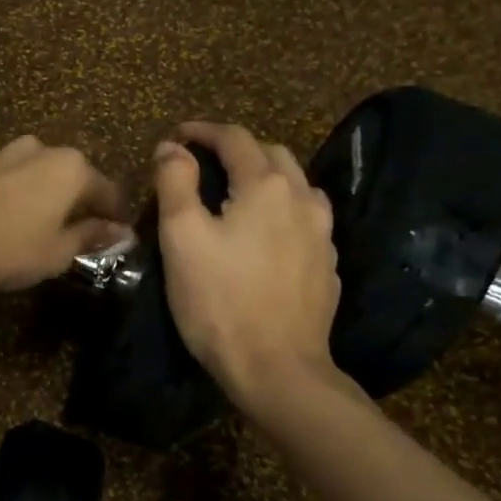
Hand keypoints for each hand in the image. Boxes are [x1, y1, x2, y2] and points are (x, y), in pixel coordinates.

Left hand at [0, 135, 129, 292]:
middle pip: (72, 176)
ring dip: (42, 195)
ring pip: (37, 173)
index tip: (119, 235)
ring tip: (37, 224)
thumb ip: (90, 237)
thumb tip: (120, 232)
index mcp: (72, 169)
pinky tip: (2, 216)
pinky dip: (12, 193)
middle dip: (78, 202)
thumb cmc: (6, 246)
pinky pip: (6, 177)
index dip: (116, 216)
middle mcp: (42, 150)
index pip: (108, 191)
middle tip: (78, 232)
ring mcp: (4, 152)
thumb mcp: (57, 252)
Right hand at [153, 122, 356, 412]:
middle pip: (271, 154)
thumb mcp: (181, 237)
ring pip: (296, 185)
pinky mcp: (327, 264)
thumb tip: (172, 148)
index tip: (176, 136)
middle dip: (236, 150)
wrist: (277, 369)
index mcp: (265, 186)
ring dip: (265, 176)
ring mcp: (322, 233)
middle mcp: (302, 199)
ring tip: (238, 194)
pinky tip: (267, 233)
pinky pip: (306, 219)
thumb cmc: (219, 300)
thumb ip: (175, 183)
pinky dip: (282, 209)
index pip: (235, 138)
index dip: (202, 131)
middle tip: (204, 165)